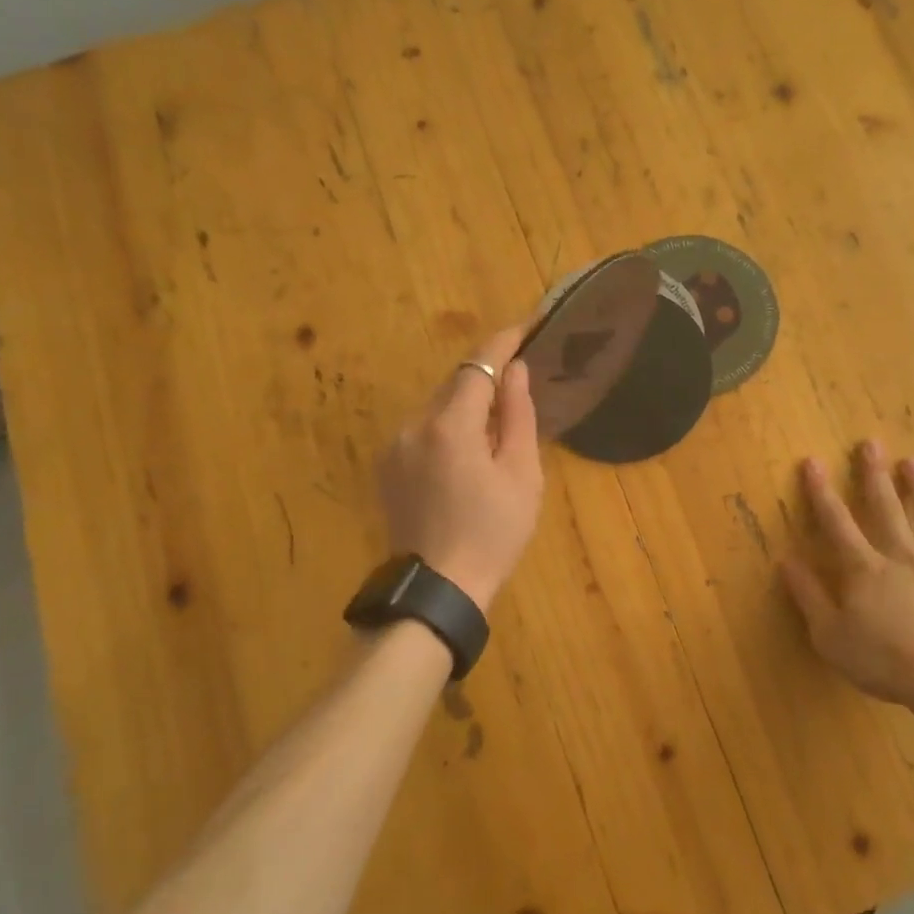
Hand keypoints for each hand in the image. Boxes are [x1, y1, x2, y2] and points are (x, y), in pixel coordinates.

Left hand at [377, 327, 544, 612]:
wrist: (439, 588)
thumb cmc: (493, 533)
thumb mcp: (521, 475)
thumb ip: (518, 416)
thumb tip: (515, 371)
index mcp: (450, 426)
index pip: (478, 365)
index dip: (503, 342)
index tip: (526, 325)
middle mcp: (414, 425)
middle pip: (455, 384)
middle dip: (486, 375)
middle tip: (519, 379)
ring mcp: (394, 446)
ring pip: (437, 406)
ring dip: (466, 403)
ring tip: (496, 425)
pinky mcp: (386, 466)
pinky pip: (422, 429)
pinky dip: (447, 426)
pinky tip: (465, 453)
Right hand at [780, 441, 913, 717]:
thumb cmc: (883, 659)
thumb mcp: (830, 635)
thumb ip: (808, 596)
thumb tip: (787, 560)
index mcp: (864, 568)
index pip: (837, 522)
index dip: (821, 491)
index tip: (813, 461)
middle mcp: (901, 557)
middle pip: (886, 508)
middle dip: (875, 474)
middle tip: (871, 443)